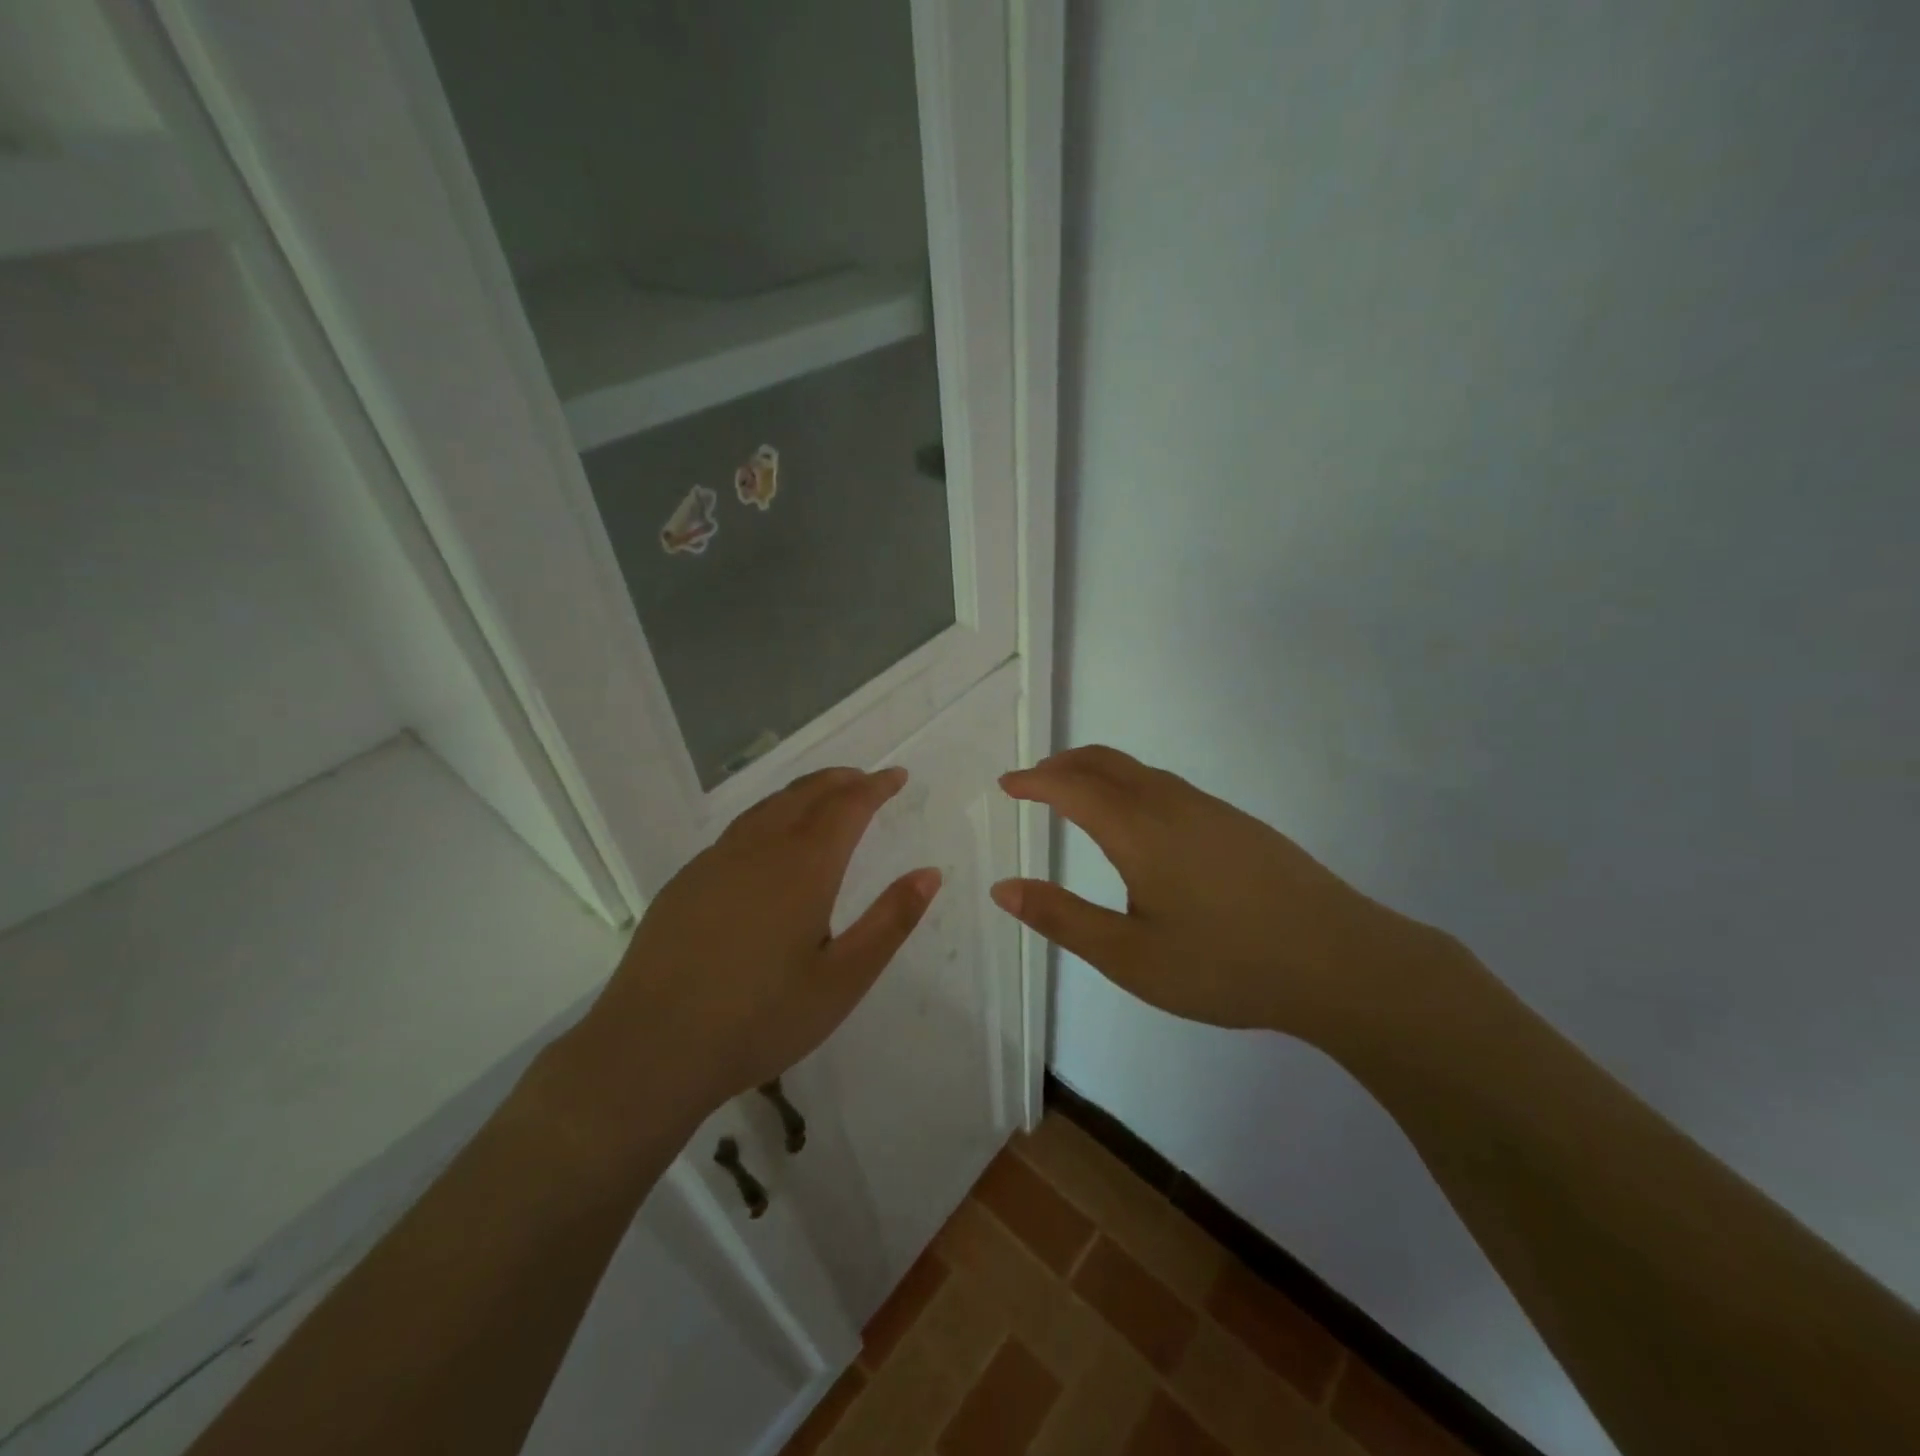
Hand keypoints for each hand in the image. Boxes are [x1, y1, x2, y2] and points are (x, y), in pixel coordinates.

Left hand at [578, 766, 940, 1125]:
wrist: (651, 1048)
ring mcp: (716, 861)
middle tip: (865, 778)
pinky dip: (769, 815)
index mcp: (804, 867)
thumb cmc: (760, 1019)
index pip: (848, 806)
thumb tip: (929, 873)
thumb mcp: (842, 980)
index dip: (876, 787)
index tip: (897, 776)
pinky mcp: (686, 881)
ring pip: (768, 807)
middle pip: (806, 794)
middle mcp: (759, 849)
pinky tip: (768, 840)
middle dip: (840, 780)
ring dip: (803, 792)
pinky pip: (738, 829)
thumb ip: (890, 922)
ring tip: (824, 795)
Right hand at [993, 746, 1439, 1043]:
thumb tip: (1003, 887)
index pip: (1071, 787)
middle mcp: (1171, 804)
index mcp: (1137, 829)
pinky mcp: (1239, 824)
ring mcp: (1211, 810)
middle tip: (1034, 780)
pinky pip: (1168, 785)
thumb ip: (1061, 918)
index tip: (1006, 785)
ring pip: (1140, 771)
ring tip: (1076, 794)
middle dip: (1062, 765)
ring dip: (1098, 771)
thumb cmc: (1224, 963)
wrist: (1341, 961)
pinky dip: (1130, 784)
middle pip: (1105, 762)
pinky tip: (1139, 821)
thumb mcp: (1129, 956)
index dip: (1034, 781)